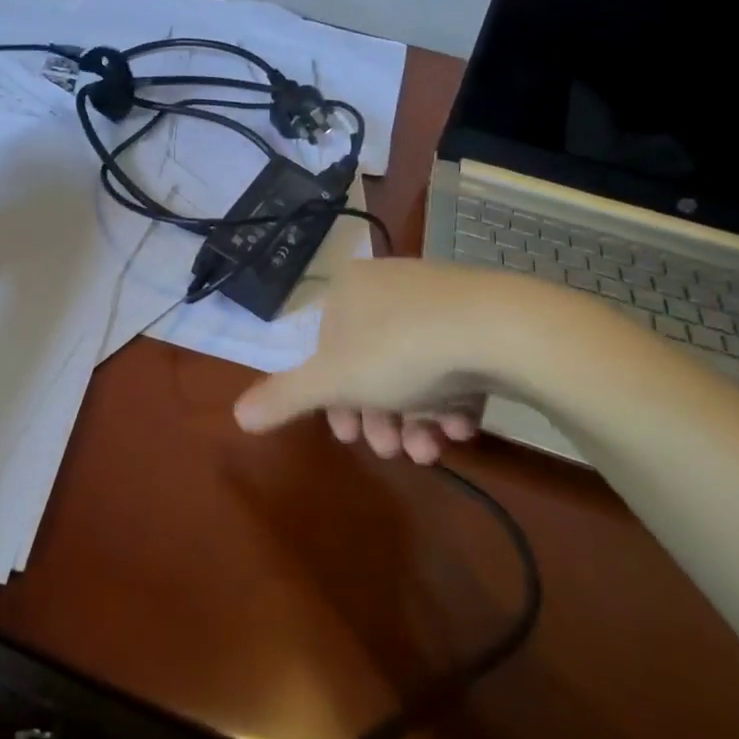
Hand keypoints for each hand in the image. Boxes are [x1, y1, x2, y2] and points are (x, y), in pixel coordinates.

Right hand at [233, 258, 606, 462]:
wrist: (502, 328)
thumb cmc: (400, 349)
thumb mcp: (334, 380)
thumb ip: (284, 397)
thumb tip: (236, 415)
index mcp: (349, 289)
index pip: (327, 350)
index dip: (332, 401)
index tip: (348, 438)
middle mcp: (389, 286)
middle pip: (372, 365)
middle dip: (379, 417)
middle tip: (395, 451)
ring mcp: (438, 299)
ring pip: (414, 370)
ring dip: (417, 418)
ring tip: (433, 449)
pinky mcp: (482, 317)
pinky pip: (454, 363)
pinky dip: (453, 399)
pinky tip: (463, 426)